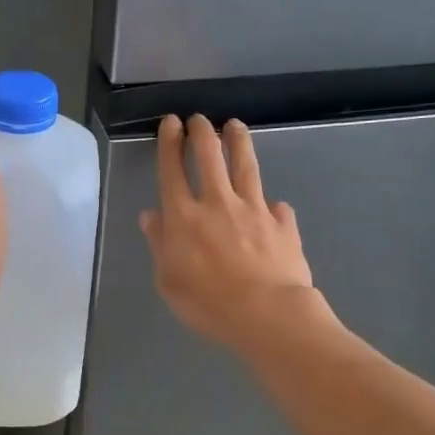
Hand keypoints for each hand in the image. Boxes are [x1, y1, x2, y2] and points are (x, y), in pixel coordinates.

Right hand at [140, 115, 317, 349]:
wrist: (267, 314)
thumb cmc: (208, 303)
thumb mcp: (168, 280)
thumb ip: (160, 244)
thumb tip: (152, 216)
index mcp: (184, 217)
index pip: (172, 170)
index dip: (170, 143)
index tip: (171, 122)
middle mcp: (218, 203)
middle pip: (209, 156)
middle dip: (202, 132)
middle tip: (199, 119)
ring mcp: (254, 209)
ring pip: (245, 165)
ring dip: (238, 141)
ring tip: (235, 126)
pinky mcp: (283, 223)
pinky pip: (277, 207)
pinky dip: (271, 204)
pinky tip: (274, 206)